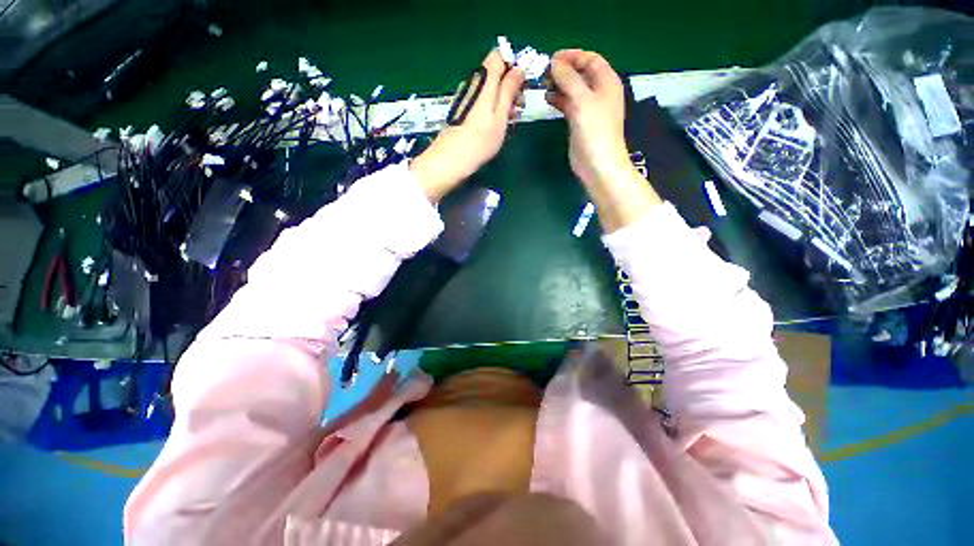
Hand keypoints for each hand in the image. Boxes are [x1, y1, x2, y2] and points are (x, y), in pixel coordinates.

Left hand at [412, 50, 524, 201]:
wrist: (451, 160)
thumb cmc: (480, 141)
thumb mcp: (500, 115)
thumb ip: (509, 90)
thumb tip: (518, 68)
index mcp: (484, 80)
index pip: (498, 55)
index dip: (512, 65)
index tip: (521, 84)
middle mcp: (473, 83)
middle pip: (494, 72)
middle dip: (510, 85)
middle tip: (519, 106)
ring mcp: (466, 97)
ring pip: (489, 88)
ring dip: (503, 99)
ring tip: (510, 120)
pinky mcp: (463, 110)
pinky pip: (482, 101)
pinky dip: (492, 108)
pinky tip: (496, 125)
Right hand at [546, 50, 630, 186]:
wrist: (597, 164)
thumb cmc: (594, 131)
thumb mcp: (582, 100)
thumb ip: (568, 79)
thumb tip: (554, 62)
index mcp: (606, 82)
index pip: (590, 59)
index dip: (572, 56)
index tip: (552, 58)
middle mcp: (599, 92)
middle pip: (581, 73)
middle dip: (563, 70)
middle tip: (544, 73)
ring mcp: (589, 108)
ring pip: (573, 89)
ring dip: (559, 85)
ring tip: (543, 85)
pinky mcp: (580, 122)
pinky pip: (569, 104)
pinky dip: (559, 100)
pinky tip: (547, 99)